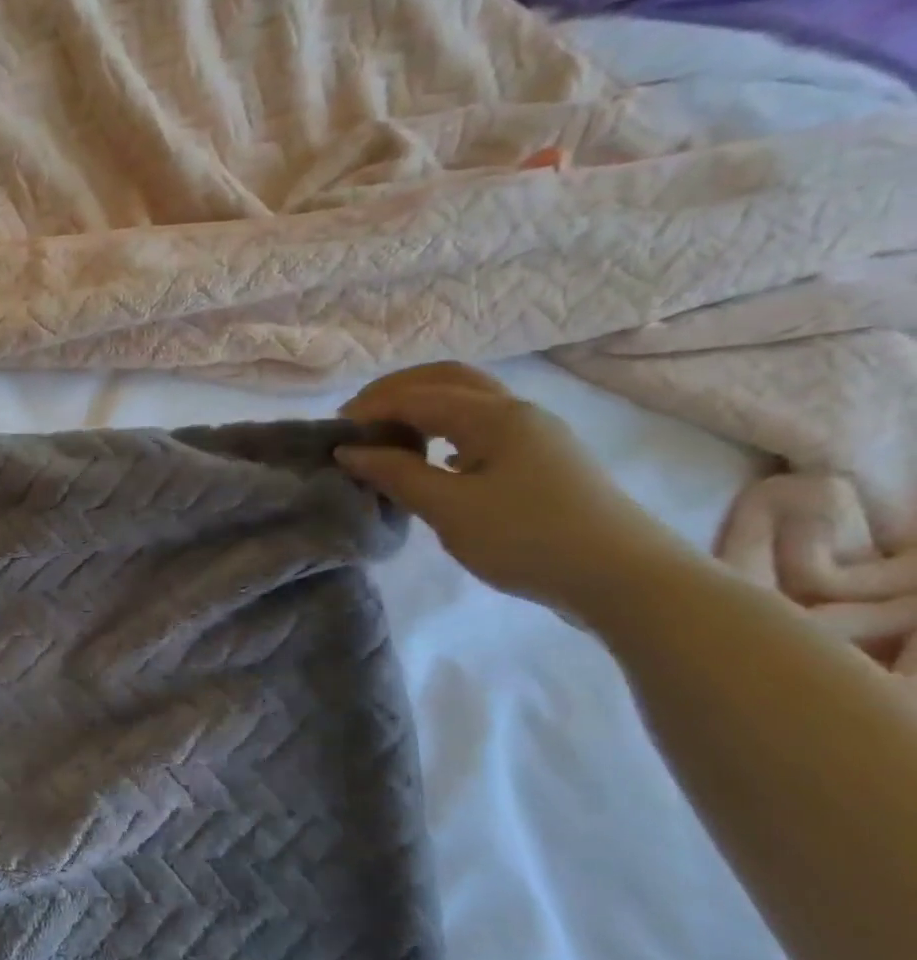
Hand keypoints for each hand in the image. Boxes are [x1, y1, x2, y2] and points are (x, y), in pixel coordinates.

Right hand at [335, 363, 696, 614]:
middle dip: (396, 393)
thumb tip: (350, 451)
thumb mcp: (450, 509)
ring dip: (422, 409)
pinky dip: (446, 430)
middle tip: (357, 420)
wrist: (625, 579)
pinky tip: (434, 459)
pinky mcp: (543, 461)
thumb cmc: (528, 539)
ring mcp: (536, 435)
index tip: (333, 433)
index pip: (417, 396)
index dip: (370, 409)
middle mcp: (517, 412)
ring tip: (387, 438)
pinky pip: (483, 428)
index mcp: (494, 416)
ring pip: (469, 402)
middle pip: (447, 380)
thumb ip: (396, 474)